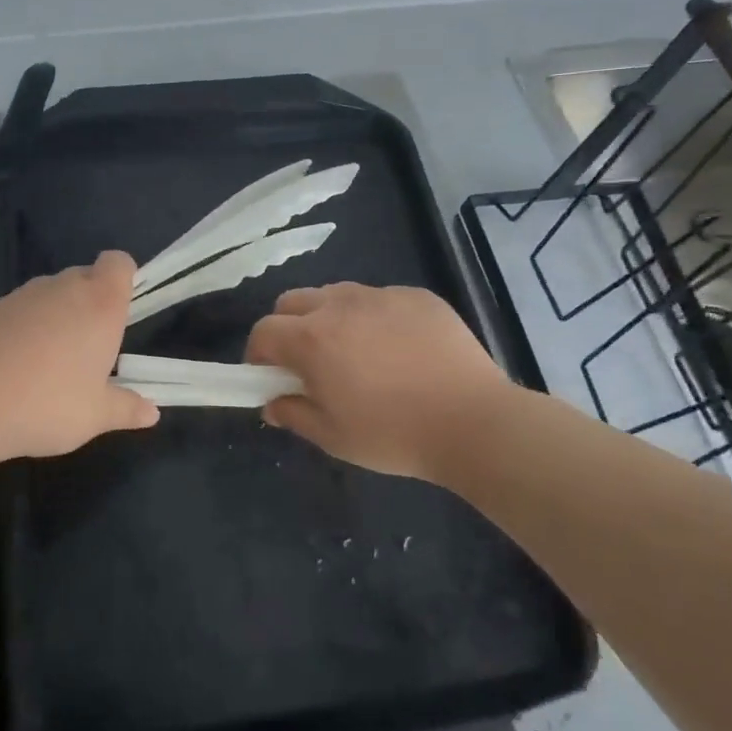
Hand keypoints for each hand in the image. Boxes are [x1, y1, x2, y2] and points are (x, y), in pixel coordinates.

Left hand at [0, 249, 158, 463]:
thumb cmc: (46, 404)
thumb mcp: (94, 416)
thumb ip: (126, 409)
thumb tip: (152, 413)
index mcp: (99, 305)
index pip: (118, 263)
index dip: (124, 277)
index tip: (121, 309)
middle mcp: (61, 289)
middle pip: (84, 277)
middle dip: (90, 303)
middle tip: (89, 349)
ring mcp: (20, 297)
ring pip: (48, 295)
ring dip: (54, 317)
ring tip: (48, 365)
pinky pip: (16, 312)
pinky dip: (21, 330)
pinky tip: (11, 369)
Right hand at [245, 283, 514, 481]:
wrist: (473, 422)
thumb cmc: (393, 434)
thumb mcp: (332, 436)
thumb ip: (293, 414)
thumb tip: (272, 404)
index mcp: (311, 339)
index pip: (264, 330)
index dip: (258, 353)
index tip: (269, 377)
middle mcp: (340, 305)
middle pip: (292, 301)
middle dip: (287, 327)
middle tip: (306, 362)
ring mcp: (381, 296)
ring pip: (336, 294)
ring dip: (328, 318)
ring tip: (354, 352)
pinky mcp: (417, 296)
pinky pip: (379, 298)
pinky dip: (373, 317)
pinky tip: (397, 349)